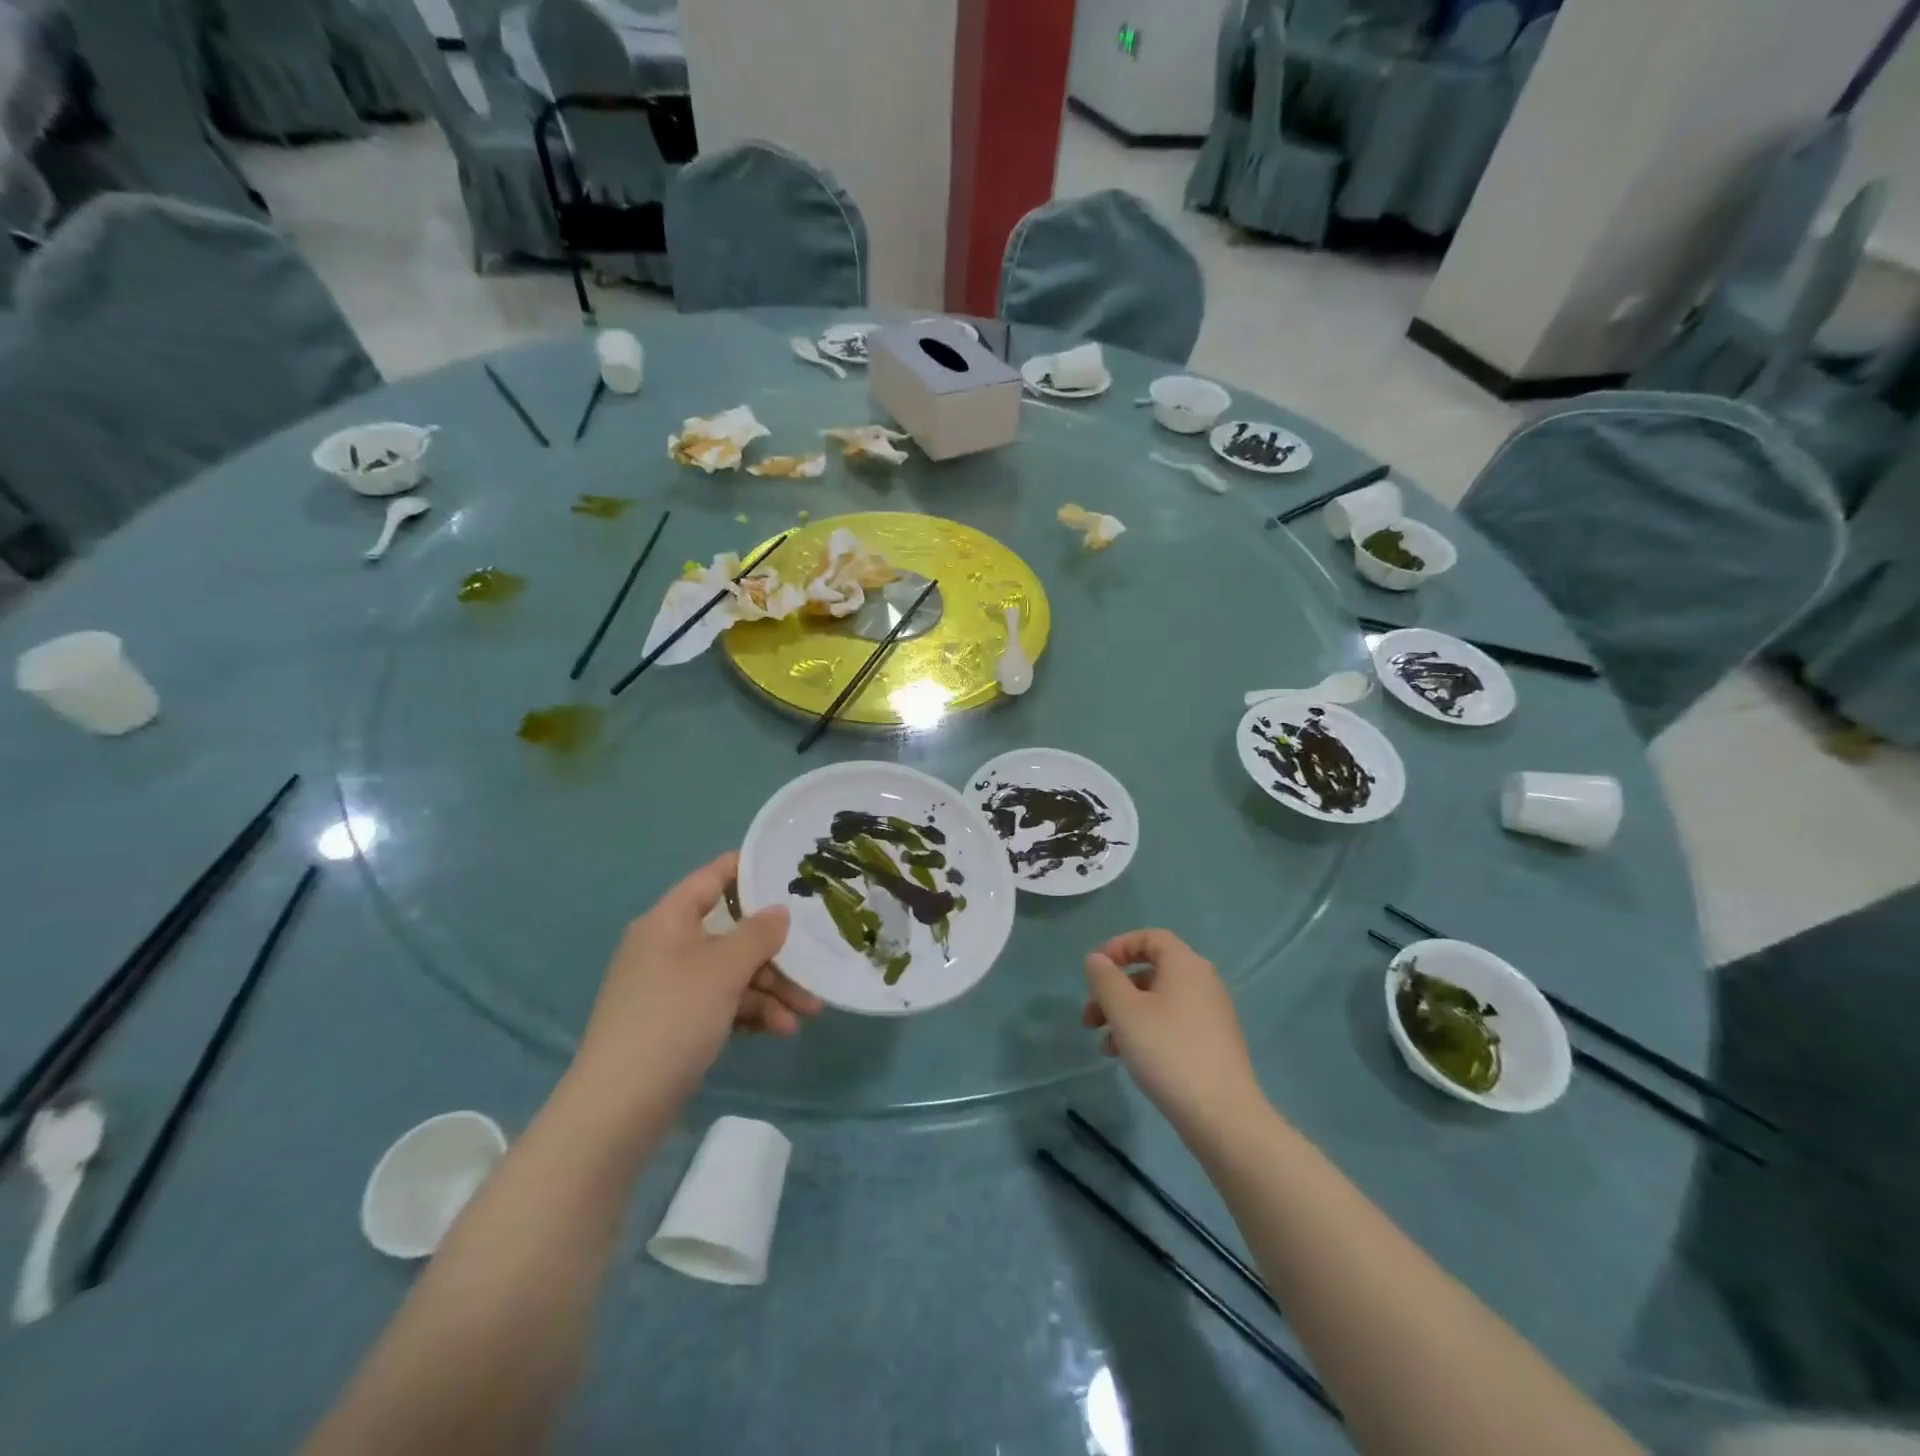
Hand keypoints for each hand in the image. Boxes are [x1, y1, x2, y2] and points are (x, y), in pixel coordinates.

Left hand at [574, 854, 817, 1103]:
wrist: (618, 1108)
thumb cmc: (673, 1018)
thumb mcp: (723, 970)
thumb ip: (758, 934)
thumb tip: (779, 911)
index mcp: (668, 921)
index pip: (711, 877)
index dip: (747, 868)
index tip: (787, 868)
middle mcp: (667, 946)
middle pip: (731, 933)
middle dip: (775, 953)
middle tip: (813, 966)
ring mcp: (669, 986)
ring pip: (731, 972)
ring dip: (770, 989)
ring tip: (806, 1014)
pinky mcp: (674, 1023)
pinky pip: (721, 1002)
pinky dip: (750, 1012)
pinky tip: (778, 1030)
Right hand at [1083, 929, 1264, 1133]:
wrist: (1222, 1116)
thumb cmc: (1168, 1051)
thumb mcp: (1124, 1011)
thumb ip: (1105, 979)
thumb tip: (1097, 960)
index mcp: (1185, 965)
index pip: (1150, 937)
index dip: (1118, 947)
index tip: (1095, 970)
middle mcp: (1202, 983)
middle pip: (1150, 972)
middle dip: (1114, 990)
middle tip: (1090, 1016)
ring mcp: (1211, 1015)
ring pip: (1157, 1001)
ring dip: (1125, 1015)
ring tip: (1103, 1045)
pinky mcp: (1212, 1045)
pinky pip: (1171, 1024)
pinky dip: (1145, 1032)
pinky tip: (1125, 1059)